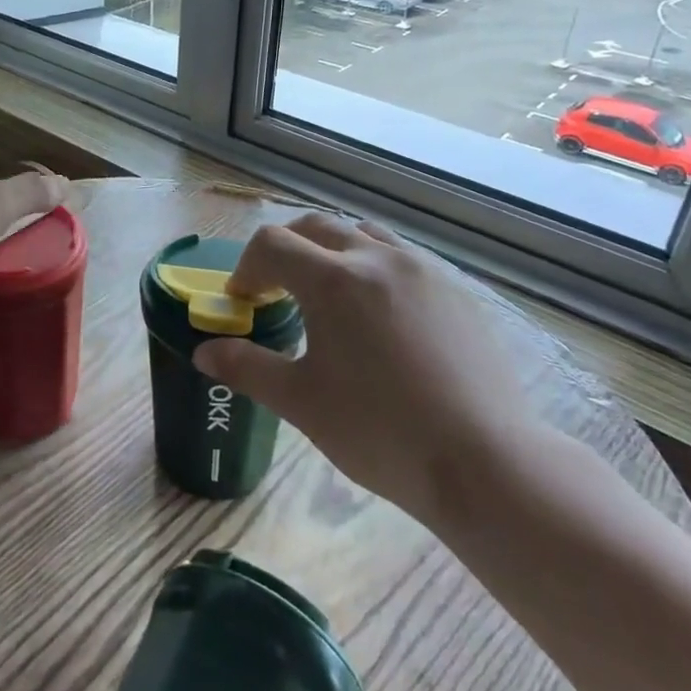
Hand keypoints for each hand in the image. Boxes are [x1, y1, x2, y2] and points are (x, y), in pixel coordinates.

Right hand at [195, 212, 543, 526]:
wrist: (487, 463)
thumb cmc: (380, 432)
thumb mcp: (300, 401)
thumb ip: (246, 367)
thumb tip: (203, 351)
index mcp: (333, 280)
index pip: (272, 245)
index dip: (247, 268)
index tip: (243, 302)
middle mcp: (377, 258)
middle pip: (315, 226)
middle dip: (285, 250)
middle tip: (277, 290)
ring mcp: (423, 270)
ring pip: (363, 234)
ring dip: (332, 252)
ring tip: (330, 296)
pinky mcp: (456, 290)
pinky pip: (403, 258)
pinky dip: (374, 267)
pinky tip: (381, 317)